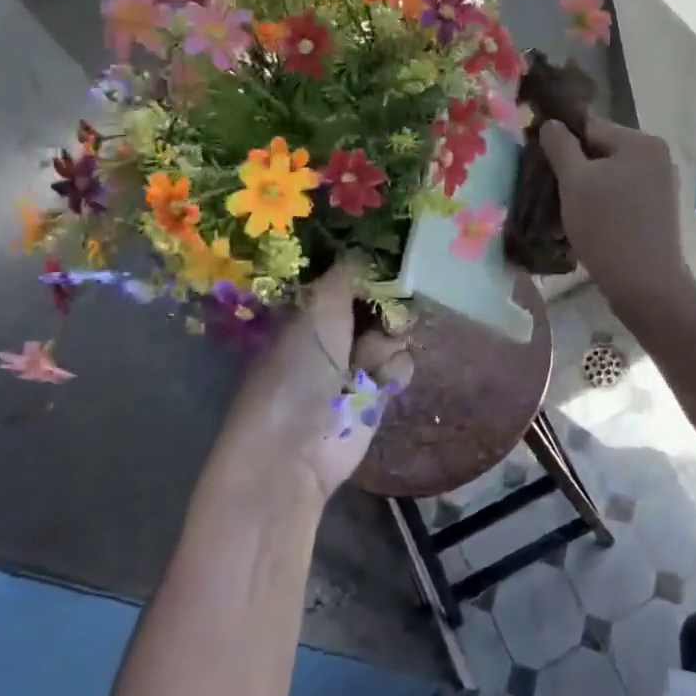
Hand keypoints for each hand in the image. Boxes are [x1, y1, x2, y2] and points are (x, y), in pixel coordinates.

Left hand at [218, 263, 414, 502]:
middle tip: (390, 305)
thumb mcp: (318, 308)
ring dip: (388, 341)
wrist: (293, 449)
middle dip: (390, 303)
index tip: (394, 256)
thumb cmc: (296, 369)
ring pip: (395, 332)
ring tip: (367, 362)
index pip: (351, 277)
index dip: (372, 268)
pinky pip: (401, 365)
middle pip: (381, 302)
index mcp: (313, 309)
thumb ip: (346, 274)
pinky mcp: (378, 393)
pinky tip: (376, 383)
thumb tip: (367, 245)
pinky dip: (393, 371)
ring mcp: (357, 363)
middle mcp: (335, 332)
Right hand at [539, 116, 687, 307]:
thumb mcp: (574, 181)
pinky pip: (623, 196)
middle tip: (549, 191)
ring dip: (586, 189)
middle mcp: (657, 157)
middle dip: (574, 169)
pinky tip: (586, 224)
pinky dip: (603, 204)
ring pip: (610, 176)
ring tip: (563, 212)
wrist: (645, 285)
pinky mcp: (659, 211)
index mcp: (641, 142)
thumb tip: (551, 123)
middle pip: (602, 151)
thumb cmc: (606, 226)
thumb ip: (560, 145)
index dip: (561, 141)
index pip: (590, 126)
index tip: (540, 163)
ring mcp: (662, 185)